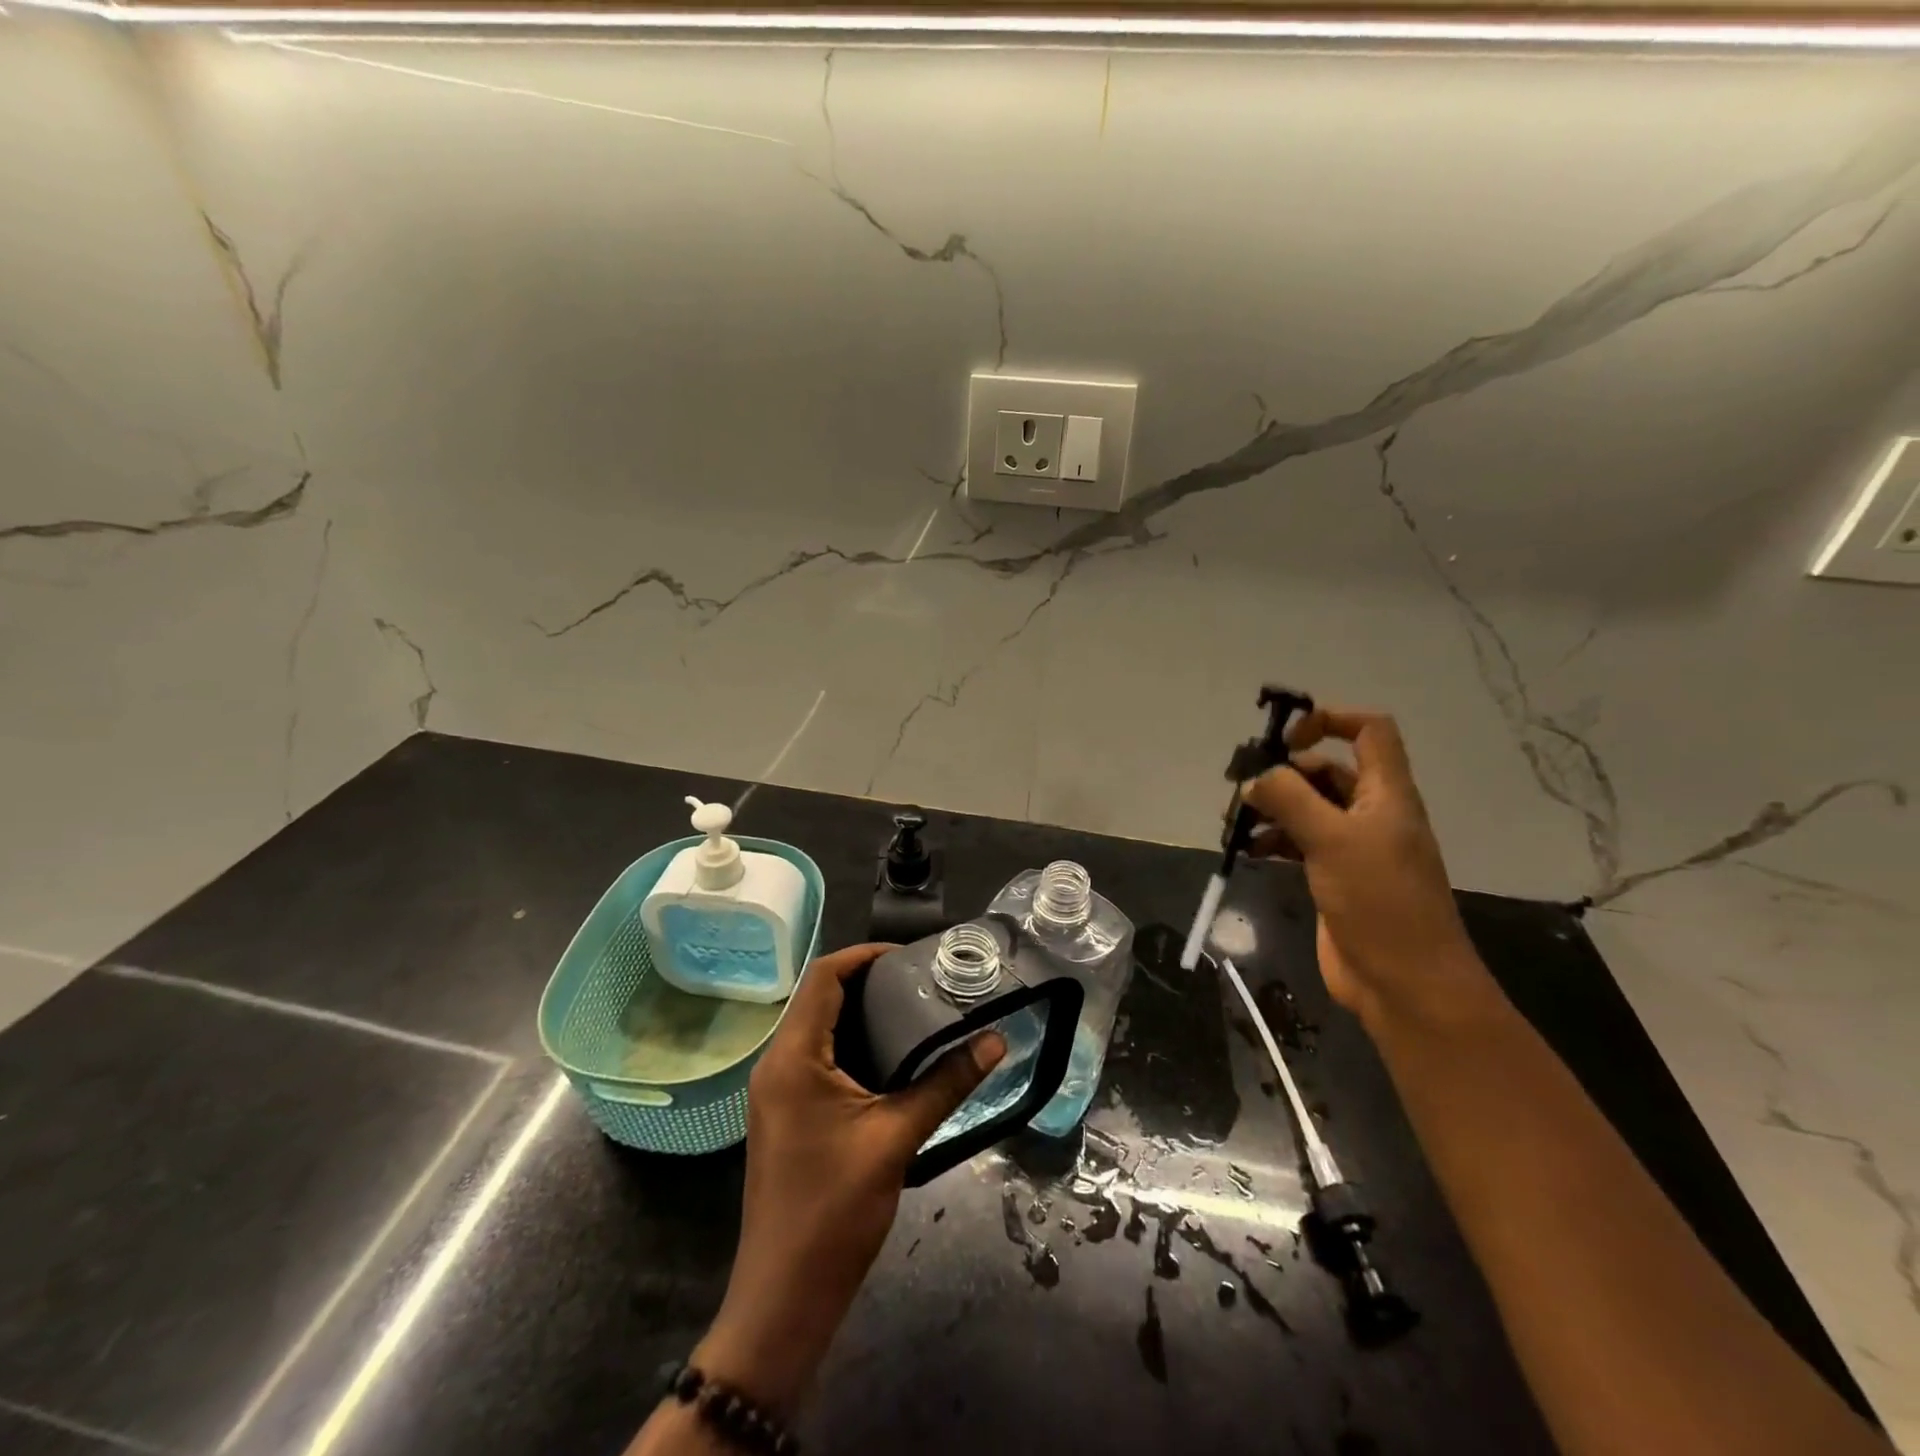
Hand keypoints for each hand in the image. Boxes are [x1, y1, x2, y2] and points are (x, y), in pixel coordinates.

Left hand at [694, 943, 1004, 1417]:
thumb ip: (946, 1084)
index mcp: (793, 1057)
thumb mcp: (897, 1138)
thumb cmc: (835, 1210)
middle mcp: (777, 1064)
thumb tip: (996, 1042)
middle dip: (867, 980)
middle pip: (819, 997)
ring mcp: (777, 1091)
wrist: (785, 1298)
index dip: (865, 955)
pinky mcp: (786, 1113)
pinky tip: (890, 1055)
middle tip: (921, 980)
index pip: (823, 977)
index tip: (911, 955)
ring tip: (912, 1008)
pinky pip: (817, 1057)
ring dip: (860, 1012)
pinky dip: (851, 1043)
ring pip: (817, 1027)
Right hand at [1241, 706, 1487, 1026]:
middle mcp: (1372, 813)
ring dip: (1272, 808)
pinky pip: (1299, 842)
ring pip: (1308, 808)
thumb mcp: (1333, 840)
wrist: (1405, 983)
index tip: (1286, 741)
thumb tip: (1255, 779)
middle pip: (1327, 770)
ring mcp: (1353, 847)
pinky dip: (1273, 839)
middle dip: (1283, 773)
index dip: (1329, 720)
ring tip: (1235, 824)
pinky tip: (1250, 852)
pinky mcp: (1335, 876)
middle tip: (1241, 788)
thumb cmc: (1379, 902)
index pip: (1370, 731)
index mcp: (1386, 794)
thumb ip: (1291, 799)